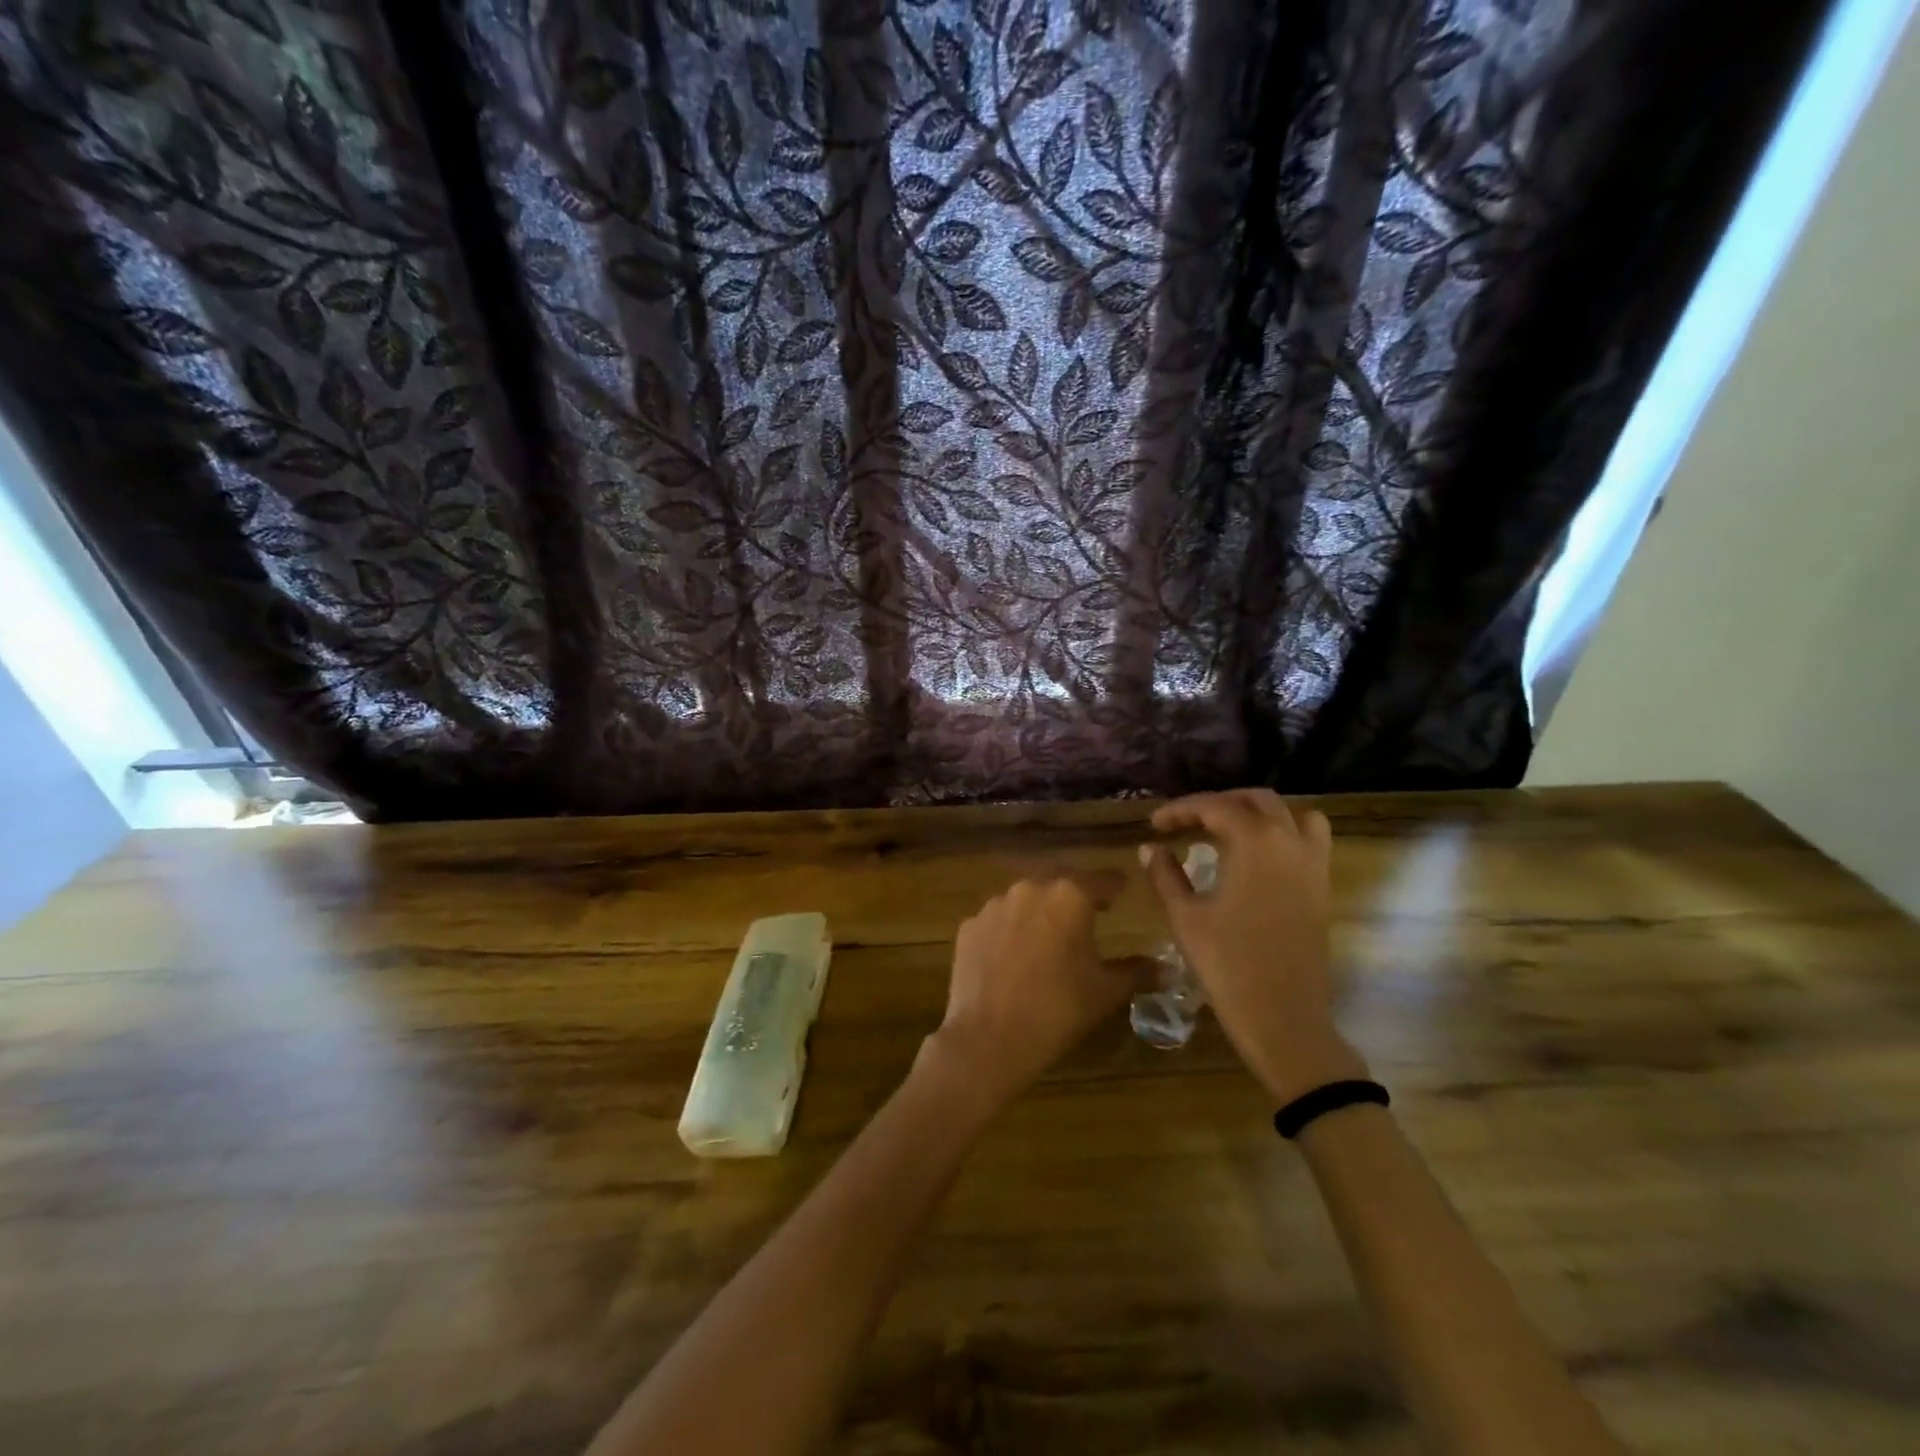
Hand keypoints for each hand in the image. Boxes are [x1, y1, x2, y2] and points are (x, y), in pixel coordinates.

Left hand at [919, 875, 1139, 1118]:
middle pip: (1060, 882)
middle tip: (1088, 915)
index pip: (1102, 880)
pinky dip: (1009, 932)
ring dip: (1039, 913)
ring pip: (1025, 900)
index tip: (1122, 891)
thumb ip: (1137, 972)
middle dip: (1074, 896)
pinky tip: (1013, 959)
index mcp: (1070, 895)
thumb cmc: (1058, 1009)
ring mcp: (994, 905)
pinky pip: (998, 921)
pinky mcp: (969, 926)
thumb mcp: (1105, 991)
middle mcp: (1030, 888)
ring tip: (1048, 940)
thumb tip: (1167, 968)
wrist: (989, 1038)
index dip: (1115, 887)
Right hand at [1140, 790, 1367, 1103]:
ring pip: (1288, 813)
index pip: (1214, 807)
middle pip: (1254, 800)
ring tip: (1225, 829)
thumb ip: (1166, 875)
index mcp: (1254, 843)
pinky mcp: (1321, 886)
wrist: (1284, 1018)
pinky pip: (1310, 839)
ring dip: (1255, 812)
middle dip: (1217, 804)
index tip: (1154, 825)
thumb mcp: (1186, 917)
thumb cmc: (1227, 965)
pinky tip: (1258, 855)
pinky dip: (1285, 831)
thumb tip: (1149, 848)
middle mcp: (1289, 842)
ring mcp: (1312, 863)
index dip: (1180, 811)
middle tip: (1185, 823)